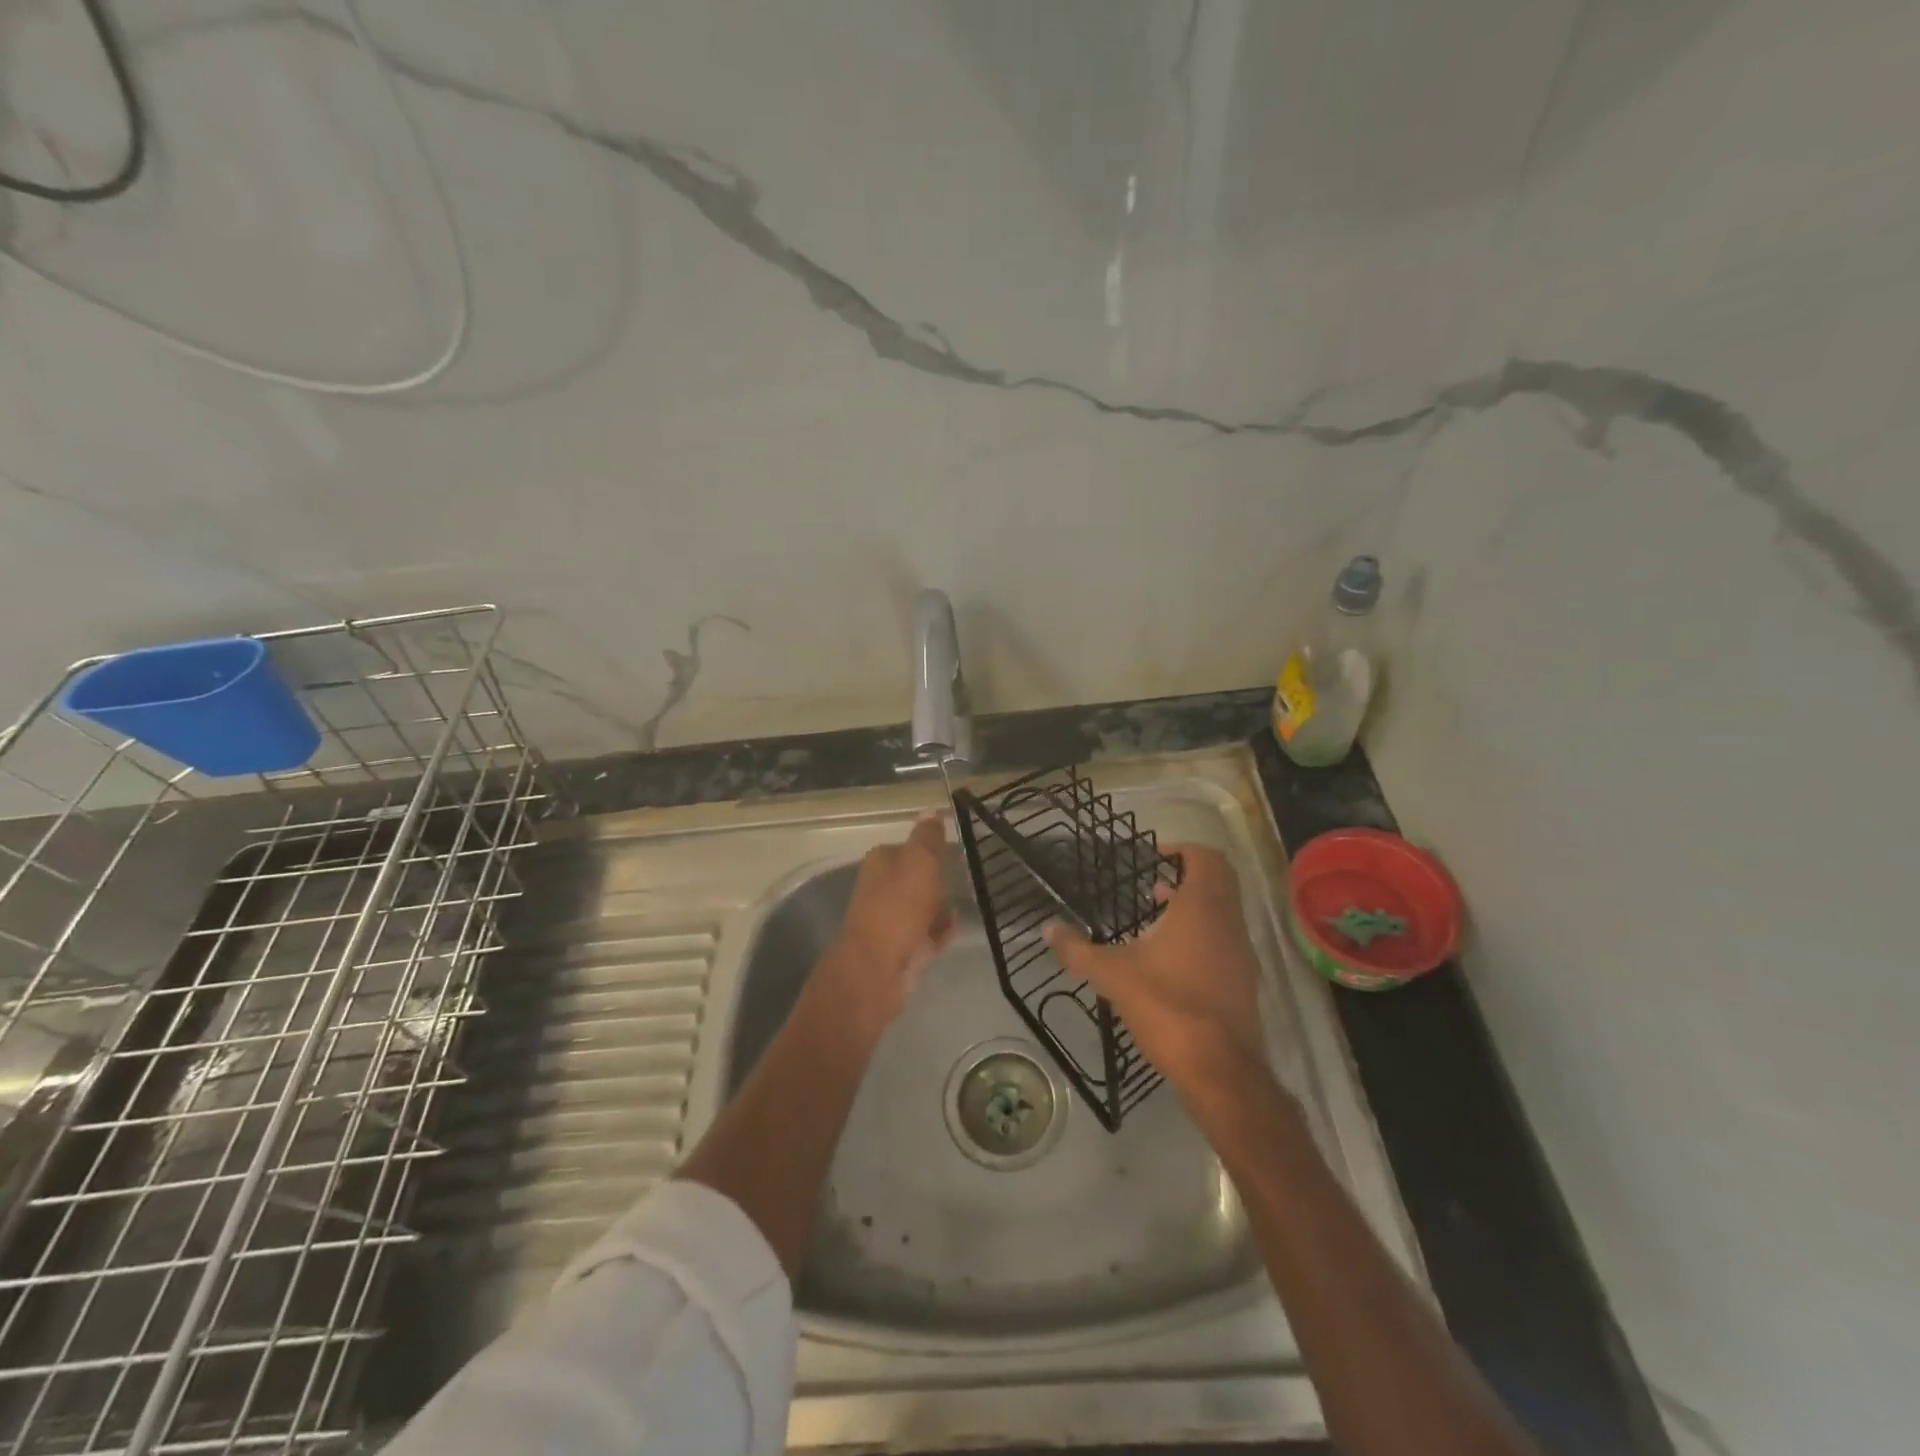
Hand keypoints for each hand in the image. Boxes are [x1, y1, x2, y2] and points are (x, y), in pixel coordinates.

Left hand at [822, 813, 955, 1035]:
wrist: (877, 968)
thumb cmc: (898, 907)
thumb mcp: (919, 863)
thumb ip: (927, 837)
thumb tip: (930, 810)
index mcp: (881, 861)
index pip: (910, 847)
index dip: (932, 852)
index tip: (955, 856)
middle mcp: (880, 887)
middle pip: (917, 878)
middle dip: (939, 883)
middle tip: (960, 884)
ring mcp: (888, 918)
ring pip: (922, 907)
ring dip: (941, 909)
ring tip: (957, 911)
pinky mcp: (898, 946)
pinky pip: (925, 933)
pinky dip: (938, 933)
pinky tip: (950, 933)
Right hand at [1044, 843, 1267, 1097]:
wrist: (1220, 1070)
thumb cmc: (1167, 1005)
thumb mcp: (1112, 975)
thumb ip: (1078, 950)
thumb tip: (1047, 929)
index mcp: (1202, 908)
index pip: (1206, 858)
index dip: (1183, 850)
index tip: (1155, 856)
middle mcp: (1229, 923)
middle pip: (1220, 881)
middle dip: (1188, 876)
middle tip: (1154, 883)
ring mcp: (1242, 955)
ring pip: (1224, 913)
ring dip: (1195, 907)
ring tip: (1156, 919)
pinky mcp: (1244, 983)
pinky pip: (1226, 942)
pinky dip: (1204, 936)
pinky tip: (1172, 961)